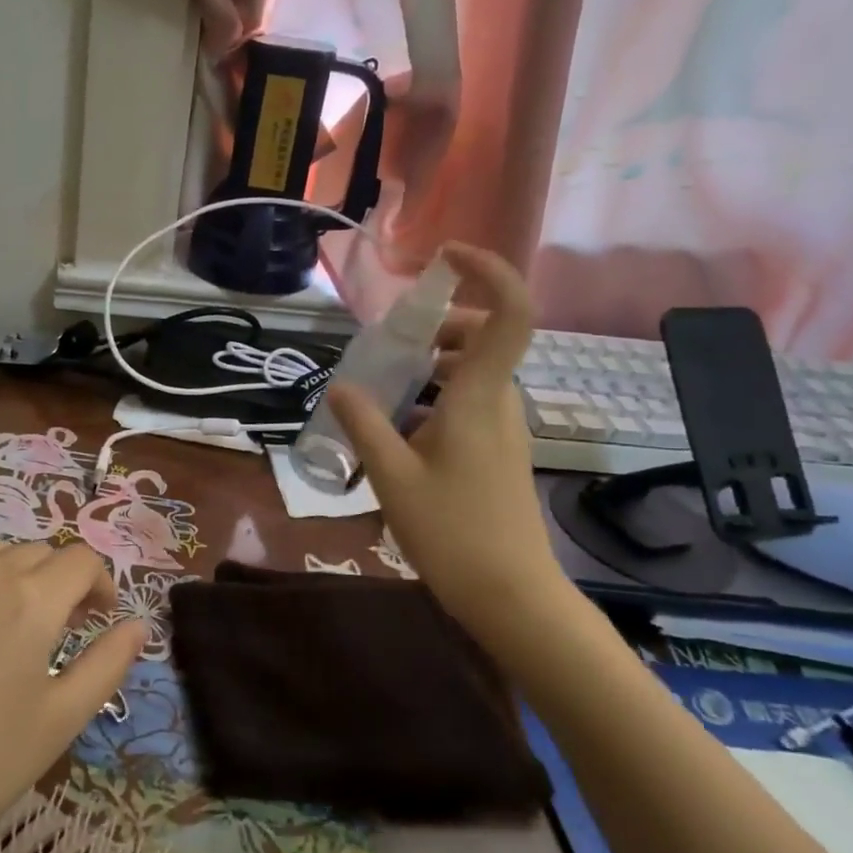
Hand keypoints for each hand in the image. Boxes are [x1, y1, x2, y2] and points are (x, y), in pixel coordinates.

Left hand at [0, 540, 145, 852]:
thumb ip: (108, 663)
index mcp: (28, 598)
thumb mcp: (60, 720)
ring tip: (3, 619)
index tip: (98, 619)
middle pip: (36, 552)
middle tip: (55, 628)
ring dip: (9, 574)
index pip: (80, 560)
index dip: (100, 583)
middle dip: (57, 581)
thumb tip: (139, 624)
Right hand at [329, 243, 564, 627]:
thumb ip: (365, 424)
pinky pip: (469, 402)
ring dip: (431, 368)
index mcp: (480, 398)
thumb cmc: (452, 532)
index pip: (509, 314)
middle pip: (482, 339)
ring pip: (473, 373)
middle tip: (390, 349)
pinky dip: (435, 399)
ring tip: (383, 394)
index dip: (488, 271)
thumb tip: (342, 386)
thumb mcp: (392, 476)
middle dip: (437, 329)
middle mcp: (500, 403)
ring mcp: (504, 428)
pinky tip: (400, 433)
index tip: (446, 257)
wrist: (511, 595)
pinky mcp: (498, 451)